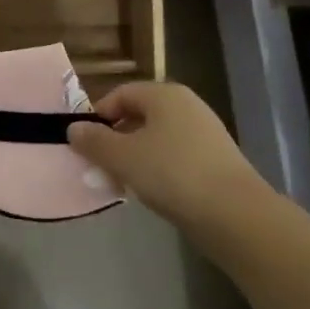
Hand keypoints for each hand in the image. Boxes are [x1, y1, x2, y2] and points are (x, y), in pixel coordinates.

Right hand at [67, 82, 269, 231]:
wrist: (235, 215)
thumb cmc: (173, 174)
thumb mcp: (124, 157)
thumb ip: (95, 141)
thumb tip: (74, 128)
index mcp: (164, 94)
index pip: (121, 94)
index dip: (98, 116)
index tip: (84, 144)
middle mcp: (186, 105)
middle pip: (139, 115)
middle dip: (115, 140)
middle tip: (99, 168)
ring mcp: (204, 133)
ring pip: (157, 139)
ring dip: (134, 158)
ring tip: (122, 184)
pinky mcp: (215, 160)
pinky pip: (175, 157)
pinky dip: (158, 170)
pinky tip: (152, 193)